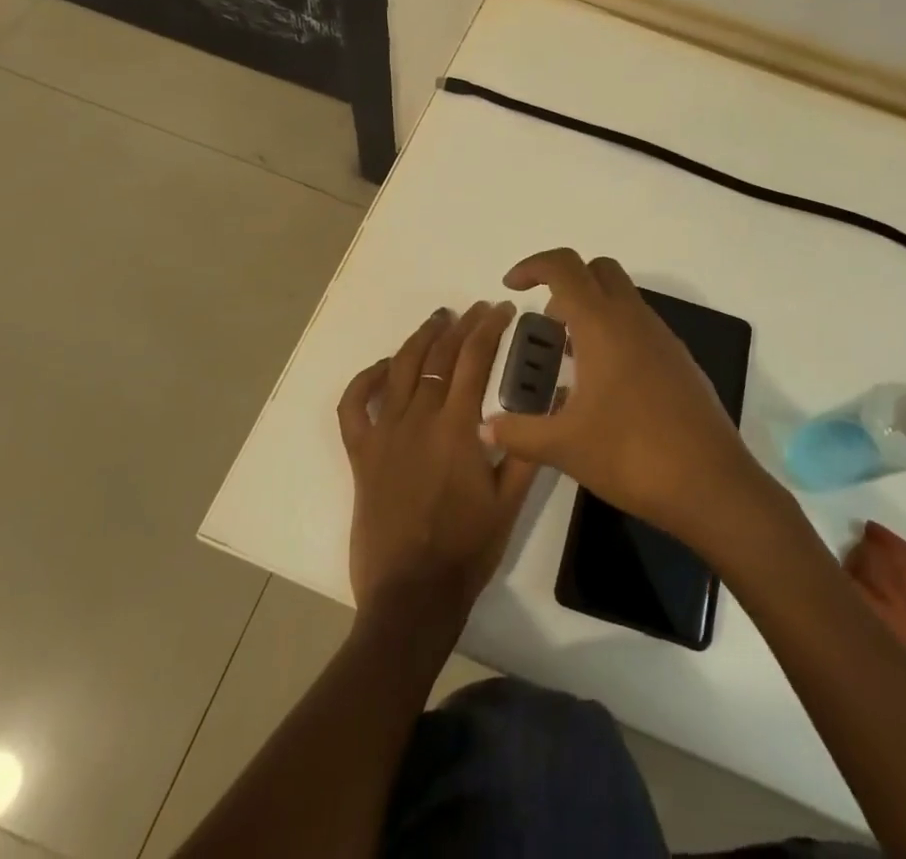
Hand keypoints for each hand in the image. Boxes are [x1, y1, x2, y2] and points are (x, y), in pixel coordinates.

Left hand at [337, 302, 537, 625]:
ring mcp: (385, 433)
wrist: (412, 596)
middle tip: (478, 309)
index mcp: (457, 426)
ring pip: (400, 368)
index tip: (503, 309)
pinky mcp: (361, 454)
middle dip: (461, 325)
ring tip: (438, 319)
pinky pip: (354, 406)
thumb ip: (529, 448)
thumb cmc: (467, 549)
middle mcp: (419, 418)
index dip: (490, 327)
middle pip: (440, 355)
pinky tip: (383, 367)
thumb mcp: (510, 502)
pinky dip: (365, 380)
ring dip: (421, 338)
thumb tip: (551, 398)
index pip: (474, 358)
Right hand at [481, 249, 764, 543]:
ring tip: (571, 360)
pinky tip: (606, 385)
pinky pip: (640, 326)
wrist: (711, 483)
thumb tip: (484, 429)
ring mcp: (662, 337)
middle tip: (547, 324)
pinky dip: (616, 333)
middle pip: (598, 269)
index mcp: (602, 324)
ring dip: (592, 310)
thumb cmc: (632, 454)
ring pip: (623, 297)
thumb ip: (519, 433)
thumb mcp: (565, 446)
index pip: (564, 266)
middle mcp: (634, 318)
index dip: (533, 266)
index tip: (512, 286)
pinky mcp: (679, 360)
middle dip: (566, 282)